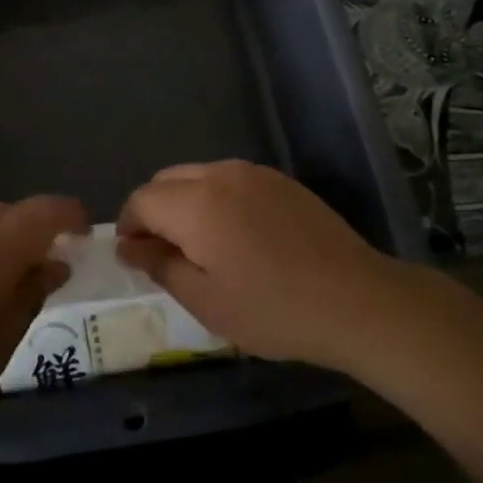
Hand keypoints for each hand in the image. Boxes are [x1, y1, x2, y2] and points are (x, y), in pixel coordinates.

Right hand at [116, 160, 405, 372]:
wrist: (354, 298)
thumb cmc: (273, 309)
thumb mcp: (206, 301)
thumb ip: (160, 266)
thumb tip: (129, 247)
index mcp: (196, 203)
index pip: (141, 199)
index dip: (128, 226)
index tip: (134, 257)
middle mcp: (220, 174)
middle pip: (167, 180)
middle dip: (154, 211)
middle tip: (163, 254)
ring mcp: (254, 172)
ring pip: (198, 175)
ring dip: (185, 202)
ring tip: (200, 246)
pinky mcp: (279, 180)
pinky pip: (230, 179)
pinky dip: (215, 198)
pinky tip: (236, 235)